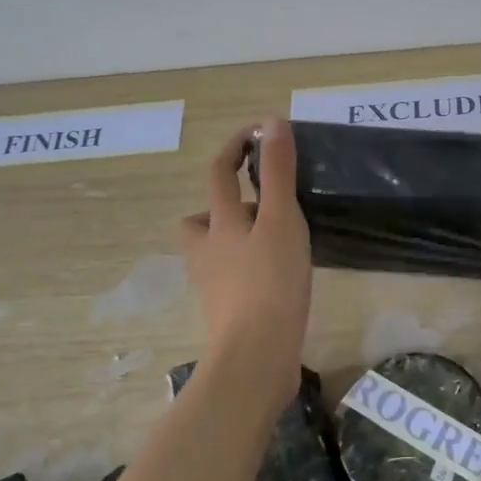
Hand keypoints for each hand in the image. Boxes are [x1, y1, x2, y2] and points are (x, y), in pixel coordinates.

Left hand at [178, 121, 312, 403]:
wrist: (256, 357)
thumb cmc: (270, 282)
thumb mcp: (279, 219)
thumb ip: (277, 172)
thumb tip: (271, 122)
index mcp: (219, 223)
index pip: (219, 173)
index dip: (234, 147)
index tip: (258, 133)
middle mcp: (207, 251)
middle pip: (201, 218)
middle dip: (225, 203)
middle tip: (262, 204)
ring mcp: (214, 285)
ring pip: (216, 250)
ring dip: (236, 238)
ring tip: (274, 241)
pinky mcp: (227, 312)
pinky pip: (232, 276)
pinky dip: (248, 268)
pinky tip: (277, 277)